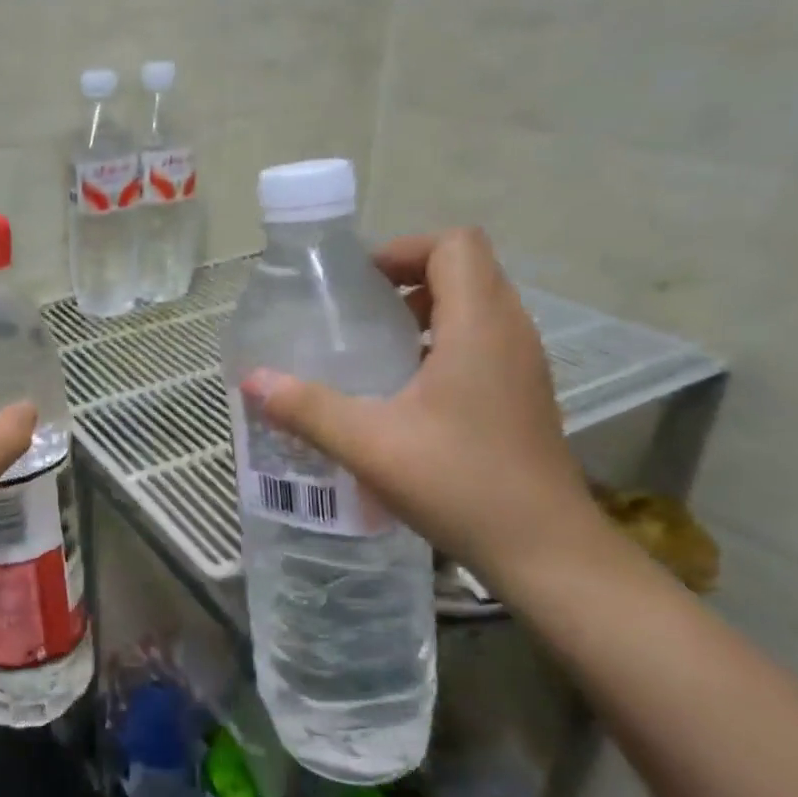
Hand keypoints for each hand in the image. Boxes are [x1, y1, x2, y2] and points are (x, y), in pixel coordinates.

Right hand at [244, 228, 595, 577]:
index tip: (359, 283)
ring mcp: (523, 364)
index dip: (404, 249)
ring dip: (426, 310)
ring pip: (477, 305)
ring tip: (376, 347)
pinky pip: (483, 340)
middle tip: (358, 311)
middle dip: (408, 277)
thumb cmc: (459, 483)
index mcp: (479, 326)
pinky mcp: (524, 394)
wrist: (545, 551)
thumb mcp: (368, 443)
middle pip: (466, 269)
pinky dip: (443, 342)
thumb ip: (306, 407)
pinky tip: (405, 391)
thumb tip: (252, 381)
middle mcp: (510, 332)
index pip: (455, 244)